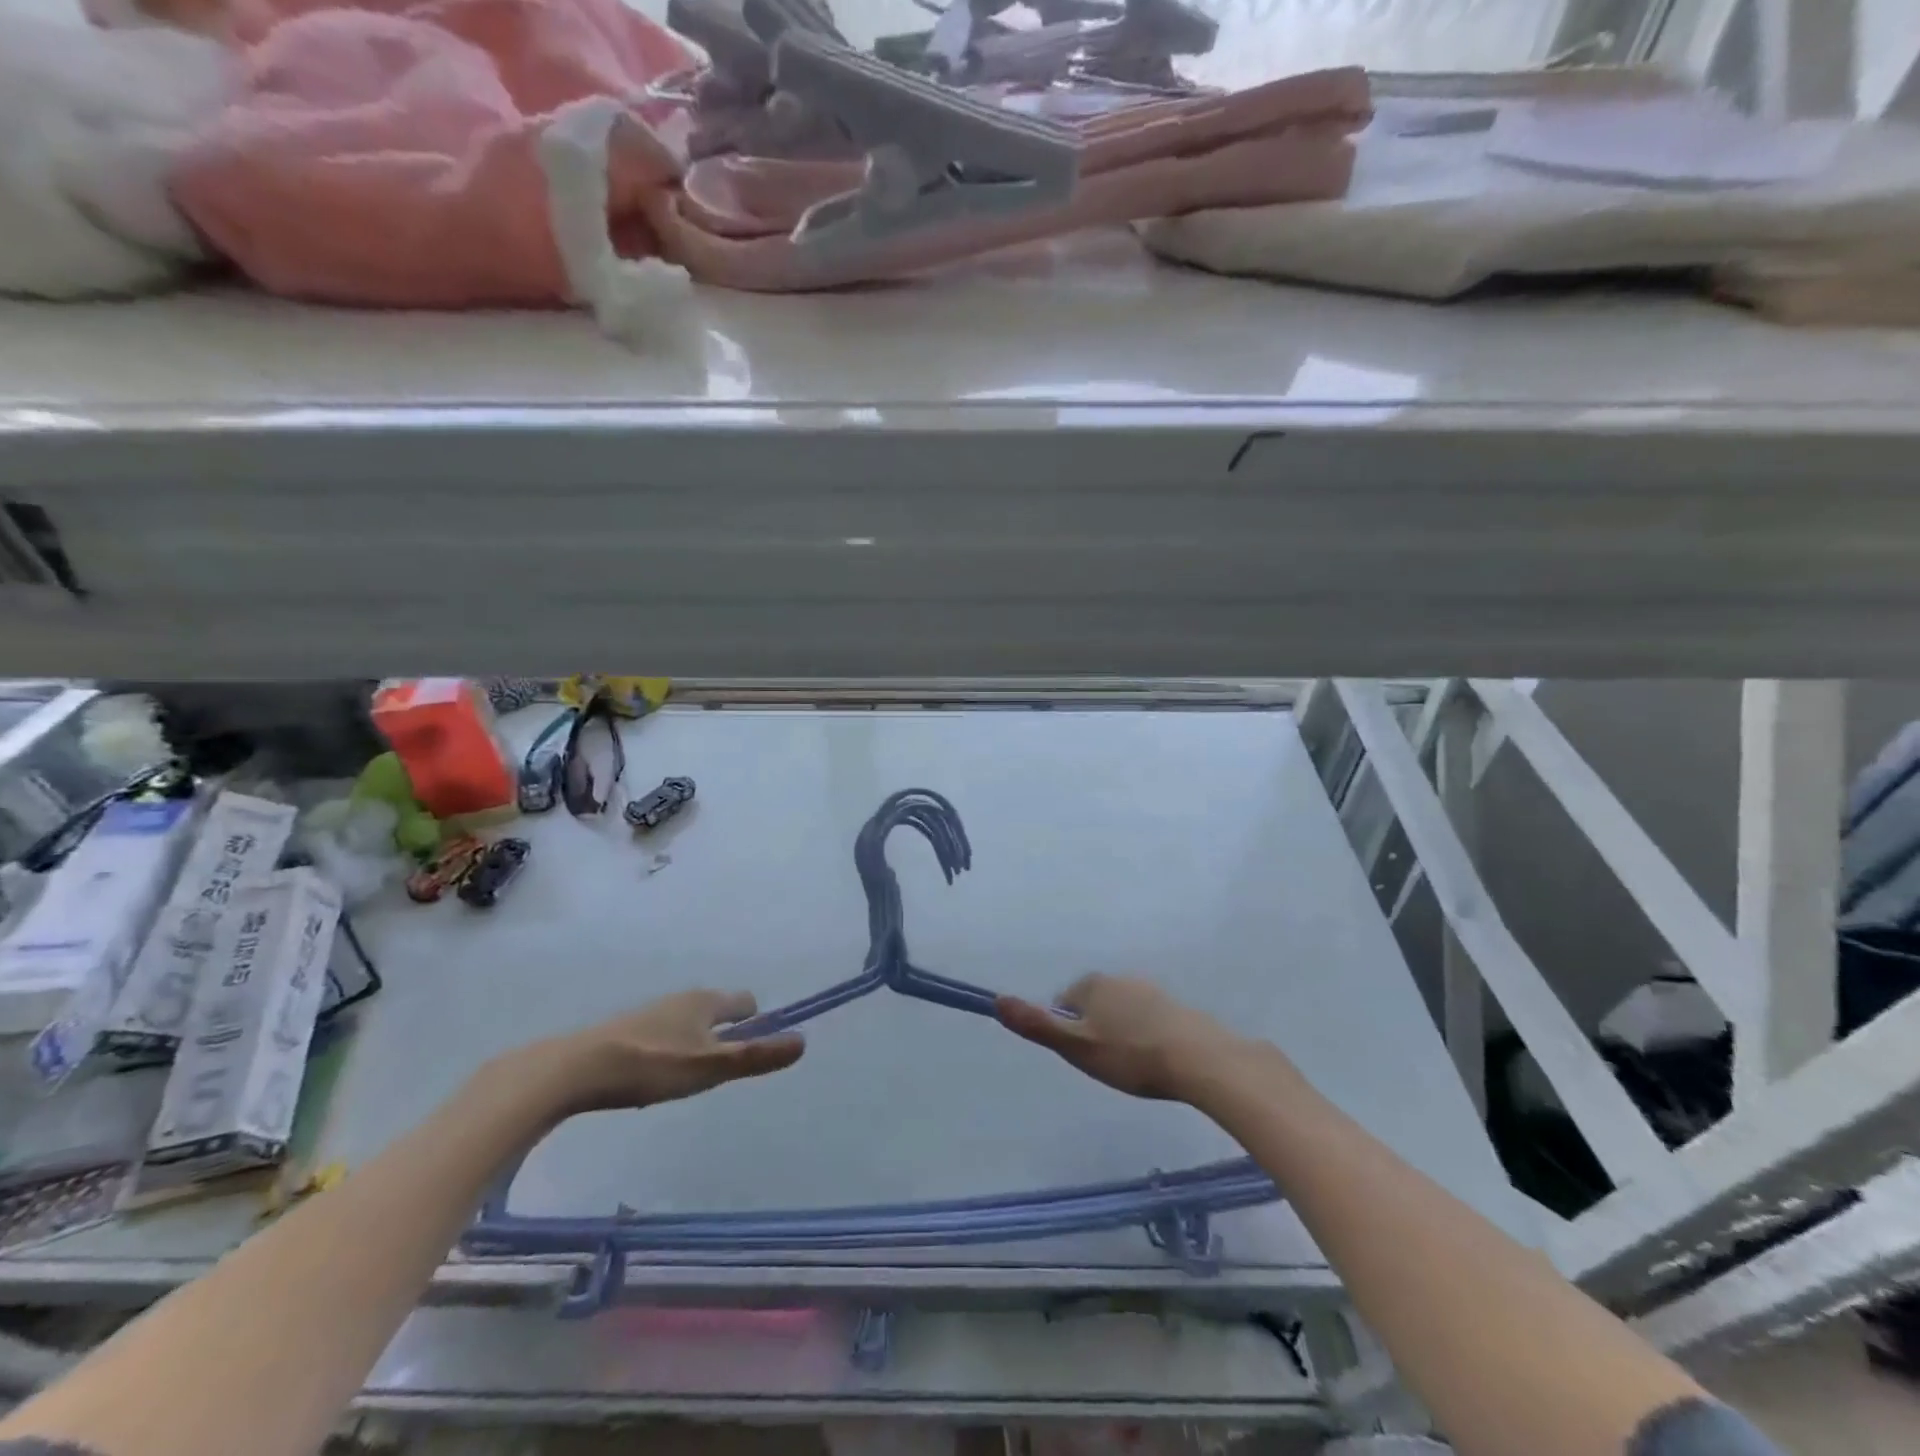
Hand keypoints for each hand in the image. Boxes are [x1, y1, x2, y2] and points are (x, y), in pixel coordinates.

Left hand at [508, 990, 805, 1118]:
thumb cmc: (652, 1065)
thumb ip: (756, 1057)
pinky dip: (667, 1051)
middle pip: (716, 1011)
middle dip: (724, 1035)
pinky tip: (652, 1079)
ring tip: (686, 1080)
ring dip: (694, 1044)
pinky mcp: (624, 1030)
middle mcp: (681, 998)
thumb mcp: (711, 1067)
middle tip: (719, 1072)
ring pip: (687, 1023)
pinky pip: (661, 1035)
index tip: (751, 1052)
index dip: (756, 1023)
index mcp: (706, 1001)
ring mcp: (650, 1012)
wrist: (574, 1069)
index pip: (745, 1002)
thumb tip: (803, 1042)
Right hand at [996, 974, 1242, 1102]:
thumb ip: (1037, 1025)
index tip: (1085, 1057)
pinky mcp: (1176, 1007)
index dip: (1068, 1033)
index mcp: (1092, 984)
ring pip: (1121, 1014)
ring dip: (1122, 1035)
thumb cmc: (1131, 1056)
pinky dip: (1147, 1037)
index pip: (1063, 1004)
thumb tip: (997, 1000)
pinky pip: (1148, 1021)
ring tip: (1136, 1067)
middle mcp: (1119, 978)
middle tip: (1110, 1065)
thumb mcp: (1076, 1047)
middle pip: (1092, 1008)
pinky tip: (1158, 1061)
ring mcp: (1150, 990)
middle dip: (1096, 1033)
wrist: (1201, 1060)